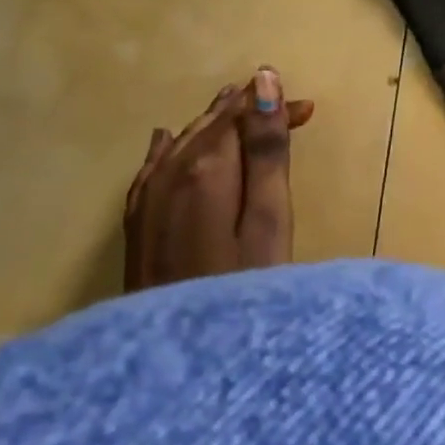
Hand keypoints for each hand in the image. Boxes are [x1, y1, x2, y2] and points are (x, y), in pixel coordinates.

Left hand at [122, 68, 314, 291]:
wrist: (174, 365)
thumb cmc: (240, 285)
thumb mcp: (268, 218)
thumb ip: (266, 148)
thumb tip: (263, 79)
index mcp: (206, 165)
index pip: (240, 113)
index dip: (273, 105)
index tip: (309, 111)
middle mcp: (169, 170)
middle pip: (212, 123)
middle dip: (249, 112)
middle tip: (290, 114)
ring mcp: (147, 196)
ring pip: (184, 140)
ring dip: (216, 125)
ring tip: (240, 112)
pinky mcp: (136, 222)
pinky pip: (152, 166)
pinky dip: (171, 147)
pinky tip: (169, 140)